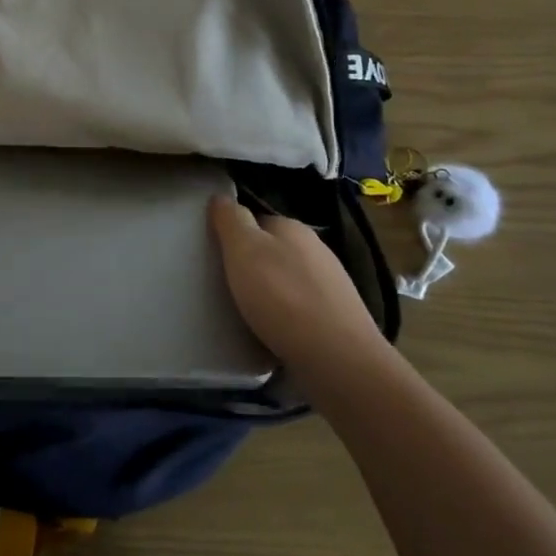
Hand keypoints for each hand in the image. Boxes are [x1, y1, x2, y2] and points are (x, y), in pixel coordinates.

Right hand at [209, 196, 385, 387]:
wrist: (337, 359)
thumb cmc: (281, 296)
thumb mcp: (243, 249)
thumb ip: (231, 220)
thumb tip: (221, 197)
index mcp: (293, 228)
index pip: (257, 219)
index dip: (235, 234)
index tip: (217, 255)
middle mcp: (317, 250)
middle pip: (274, 250)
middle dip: (254, 264)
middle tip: (228, 285)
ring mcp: (332, 285)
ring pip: (289, 279)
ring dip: (271, 291)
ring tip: (248, 311)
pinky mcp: (338, 319)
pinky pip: (302, 308)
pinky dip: (287, 315)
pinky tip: (274, 331)